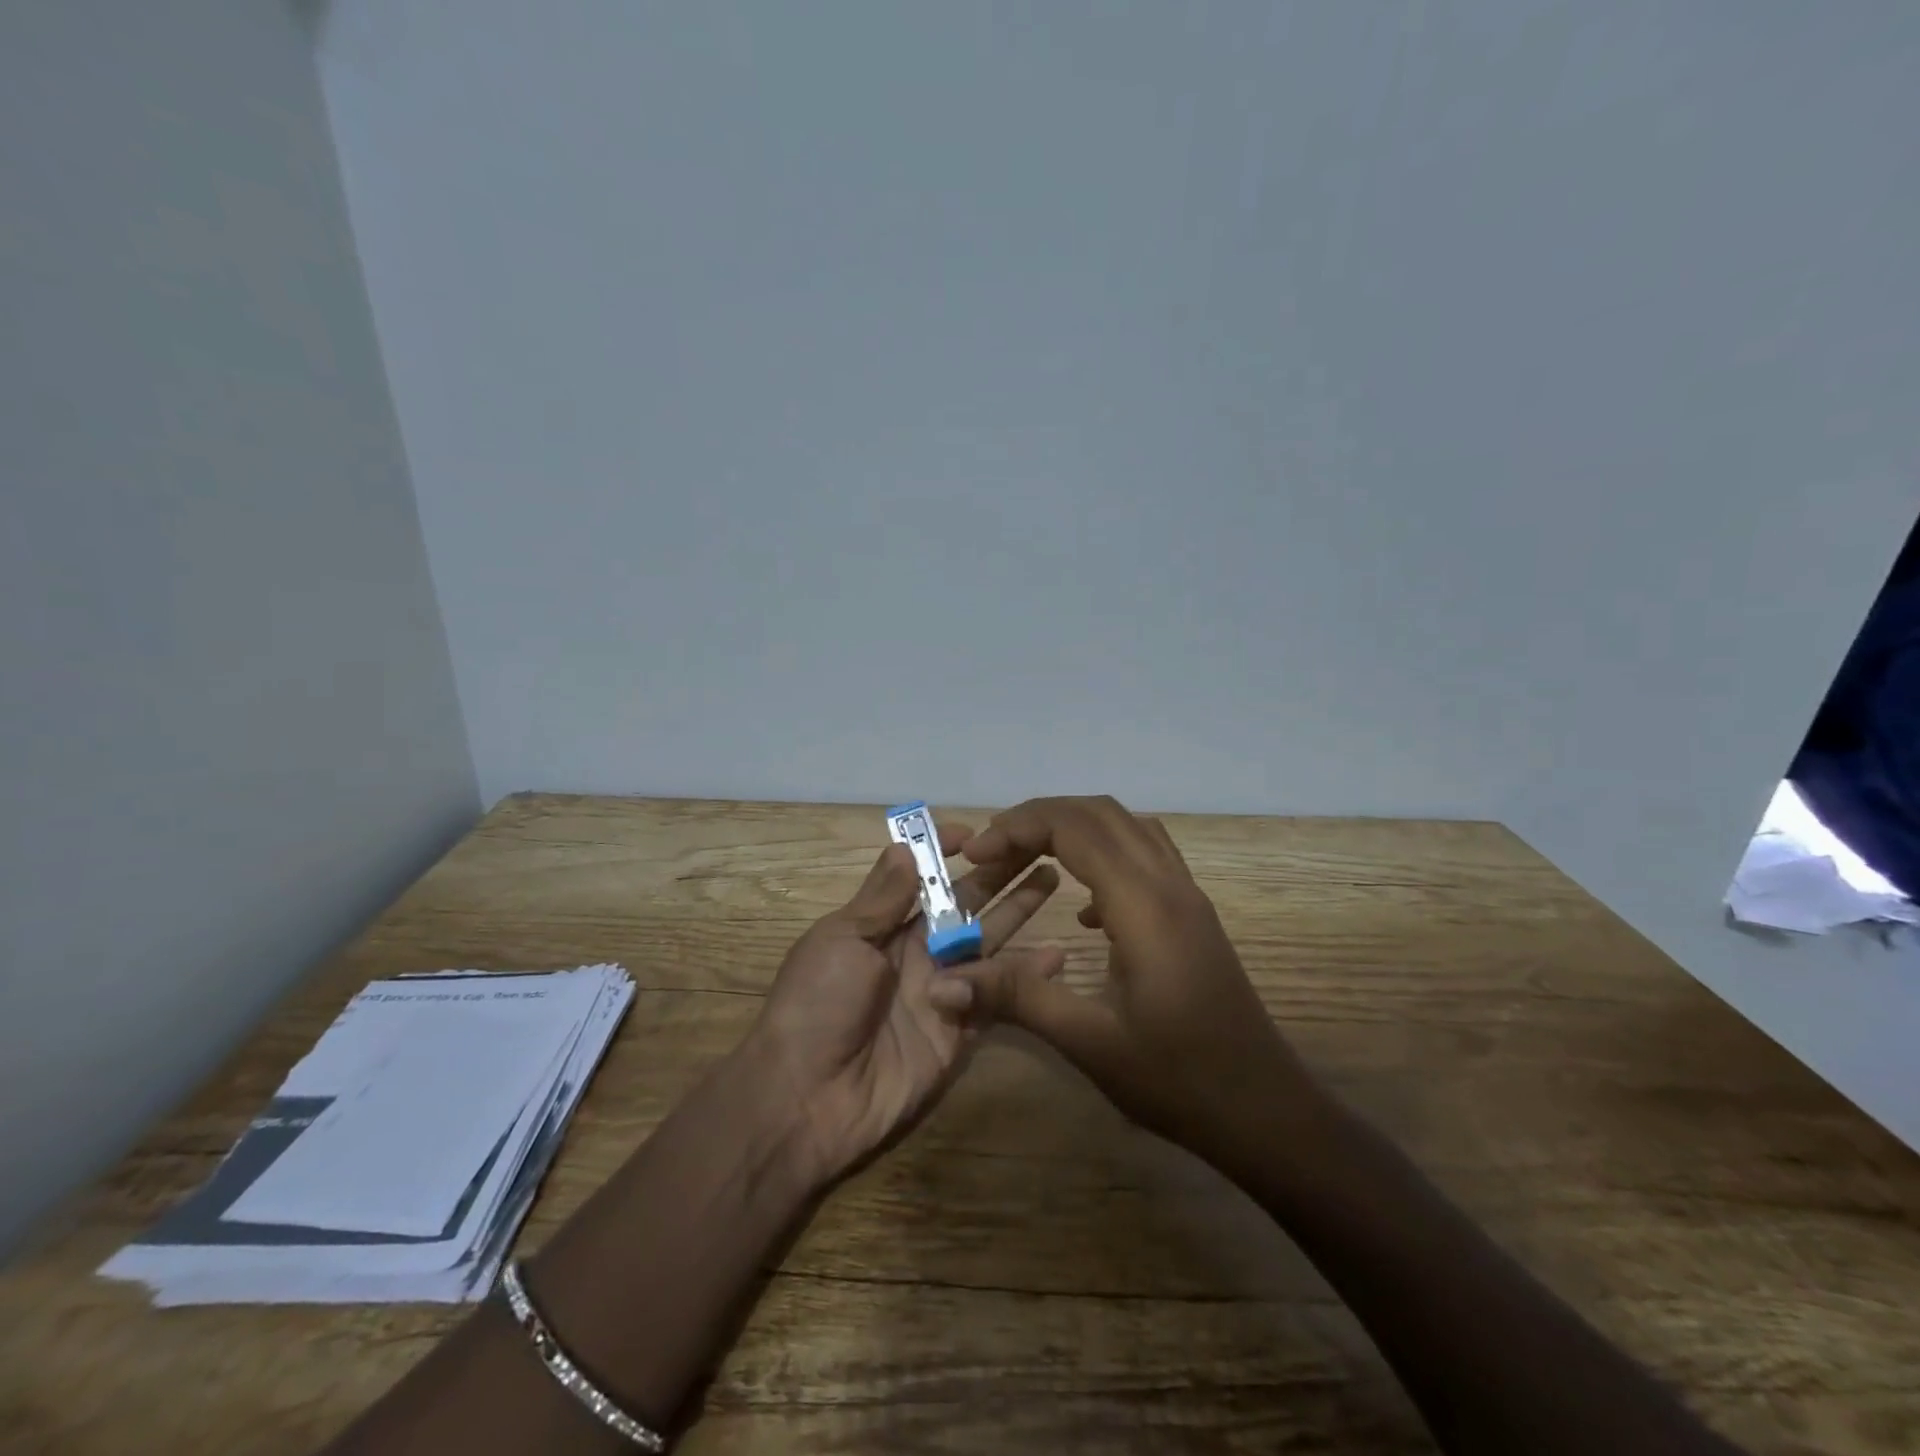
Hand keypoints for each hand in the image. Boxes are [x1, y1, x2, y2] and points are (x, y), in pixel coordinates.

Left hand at [747, 817, 1064, 1183]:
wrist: (809, 1099)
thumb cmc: (817, 1003)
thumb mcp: (841, 939)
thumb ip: (882, 897)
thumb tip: (906, 845)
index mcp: (884, 926)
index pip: (923, 879)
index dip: (946, 854)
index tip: (976, 833)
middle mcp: (917, 952)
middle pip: (965, 904)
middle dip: (998, 874)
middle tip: (1037, 845)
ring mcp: (944, 990)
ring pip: (989, 942)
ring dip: (1019, 911)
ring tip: (1053, 878)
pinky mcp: (962, 1030)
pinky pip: (999, 997)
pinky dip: (1027, 976)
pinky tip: (1057, 954)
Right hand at [949, 796, 1315, 1167]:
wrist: (1266, 1111)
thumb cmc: (1180, 1080)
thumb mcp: (1090, 1042)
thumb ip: (1016, 998)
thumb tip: (942, 982)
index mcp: (1144, 904)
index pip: (1074, 827)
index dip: (1017, 827)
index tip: (974, 852)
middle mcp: (1169, 883)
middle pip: (1099, 812)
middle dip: (1037, 818)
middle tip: (990, 851)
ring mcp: (1188, 895)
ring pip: (1126, 826)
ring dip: (1073, 828)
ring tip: (1026, 859)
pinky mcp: (1193, 914)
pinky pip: (1145, 854)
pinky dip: (1102, 854)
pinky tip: (1082, 908)